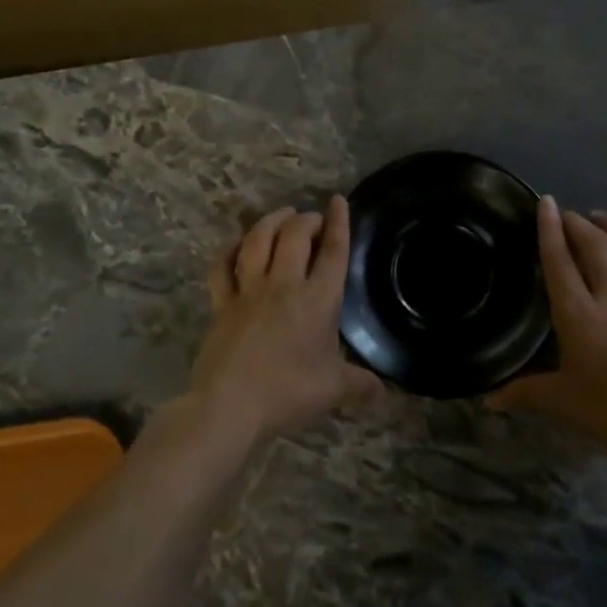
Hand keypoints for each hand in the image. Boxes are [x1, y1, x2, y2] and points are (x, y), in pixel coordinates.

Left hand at [186, 197, 384, 445]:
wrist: (231, 405)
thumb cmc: (288, 392)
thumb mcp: (333, 390)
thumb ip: (360, 386)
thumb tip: (384, 394)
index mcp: (317, 299)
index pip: (332, 251)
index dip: (339, 223)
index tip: (338, 201)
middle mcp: (284, 284)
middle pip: (295, 235)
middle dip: (306, 220)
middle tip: (313, 220)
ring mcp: (248, 290)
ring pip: (258, 241)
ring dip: (270, 222)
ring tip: (281, 216)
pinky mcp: (221, 303)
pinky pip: (222, 266)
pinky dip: (230, 250)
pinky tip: (237, 244)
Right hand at [489, 197, 606, 482]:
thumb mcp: (564, 403)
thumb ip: (525, 393)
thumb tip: (489, 399)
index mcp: (579, 315)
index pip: (559, 260)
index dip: (549, 228)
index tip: (545, 203)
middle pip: (595, 245)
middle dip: (578, 223)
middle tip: (566, 215)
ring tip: (602, 219)